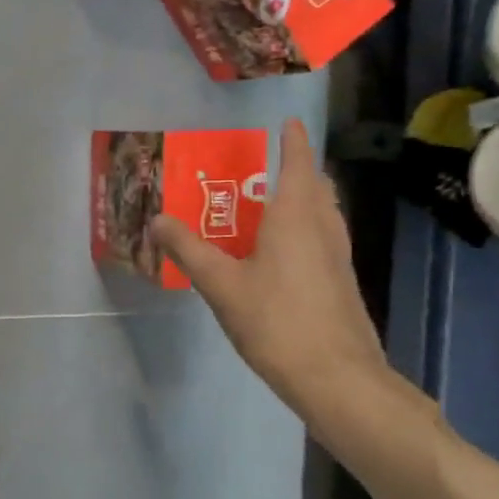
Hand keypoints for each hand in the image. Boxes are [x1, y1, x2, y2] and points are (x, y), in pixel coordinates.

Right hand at [154, 121, 389, 422]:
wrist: (337, 377)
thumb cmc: (276, 321)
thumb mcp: (221, 285)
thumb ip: (188, 250)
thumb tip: (157, 219)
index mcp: (295, 217)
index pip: (297, 164)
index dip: (292, 140)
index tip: (287, 122)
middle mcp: (322, 227)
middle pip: (316, 186)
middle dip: (297, 169)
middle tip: (266, 166)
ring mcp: (338, 256)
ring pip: (324, 212)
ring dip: (304, 198)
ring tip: (271, 203)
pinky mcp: (341, 281)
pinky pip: (323, 237)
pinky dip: (305, 227)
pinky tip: (282, 252)